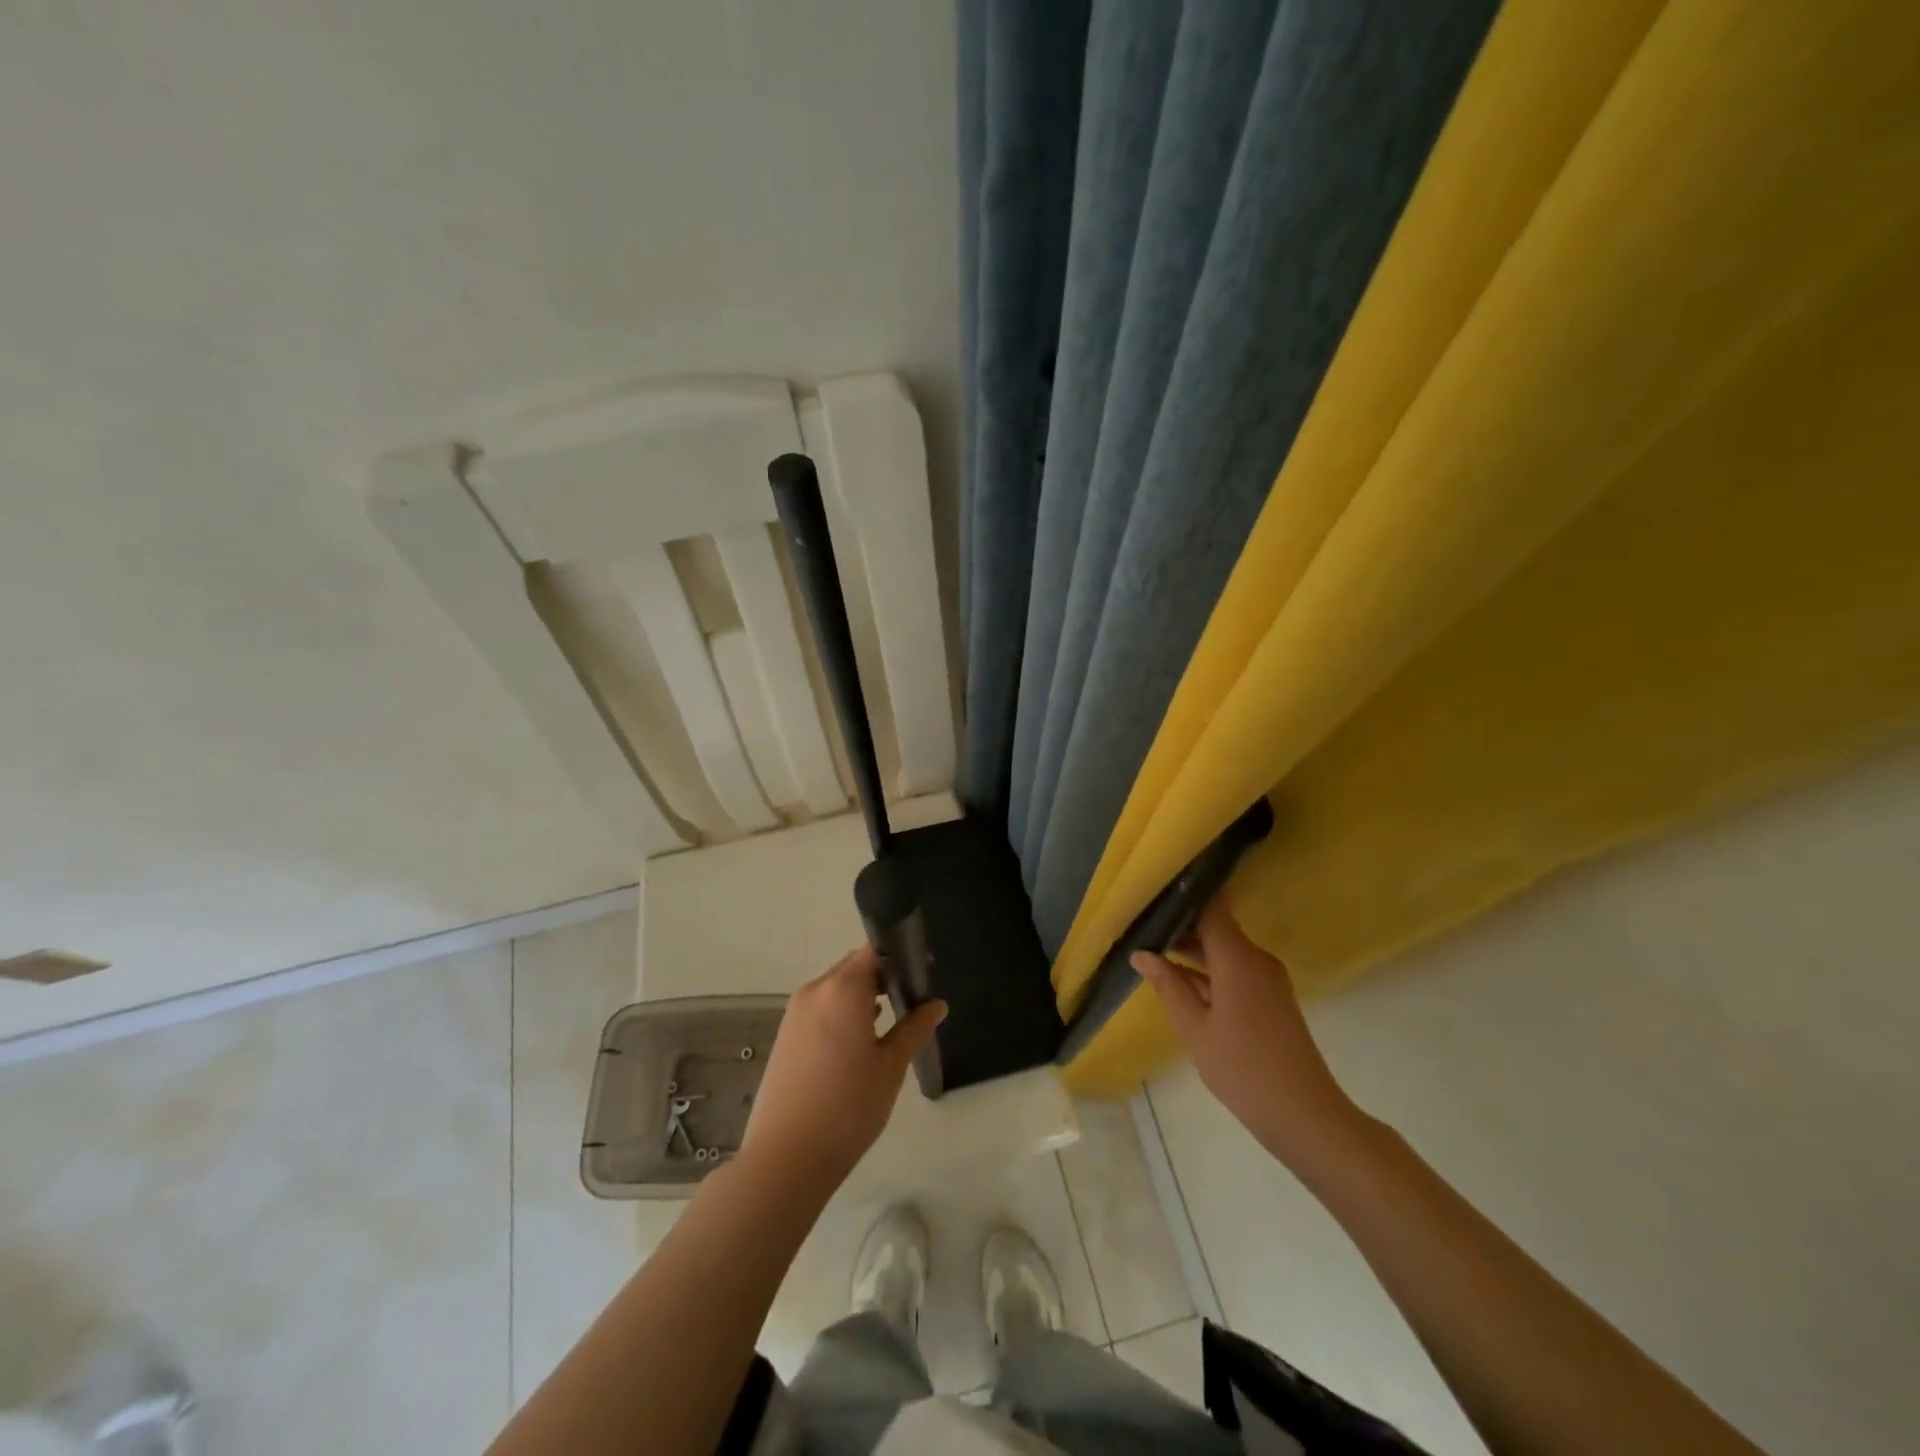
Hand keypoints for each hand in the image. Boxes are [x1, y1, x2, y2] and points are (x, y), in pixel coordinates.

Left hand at [739, 945, 945, 1197]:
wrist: (785, 1158)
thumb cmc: (848, 1107)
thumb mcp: (891, 1066)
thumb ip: (914, 1028)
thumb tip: (937, 1005)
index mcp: (842, 989)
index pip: (874, 951)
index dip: (900, 957)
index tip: (923, 975)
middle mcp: (815, 990)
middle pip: (853, 966)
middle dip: (882, 976)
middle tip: (911, 1000)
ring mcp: (795, 1013)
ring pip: (836, 988)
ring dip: (861, 995)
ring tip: (889, 1023)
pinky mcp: (785, 1036)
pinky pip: (820, 1007)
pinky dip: (842, 1012)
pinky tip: (859, 1043)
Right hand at [1132, 895, 1361, 1168]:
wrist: (1304, 1115)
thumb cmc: (1242, 1068)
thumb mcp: (1193, 1027)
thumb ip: (1167, 985)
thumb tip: (1142, 953)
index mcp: (1238, 957)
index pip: (1211, 907)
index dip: (1185, 895)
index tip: (1155, 891)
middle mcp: (1256, 959)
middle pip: (1217, 928)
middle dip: (1181, 926)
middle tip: (1141, 925)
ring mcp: (1268, 979)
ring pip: (1224, 951)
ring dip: (1193, 951)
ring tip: (1152, 949)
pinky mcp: (1272, 999)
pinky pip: (1235, 970)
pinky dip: (1209, 971)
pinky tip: (1181, 981)